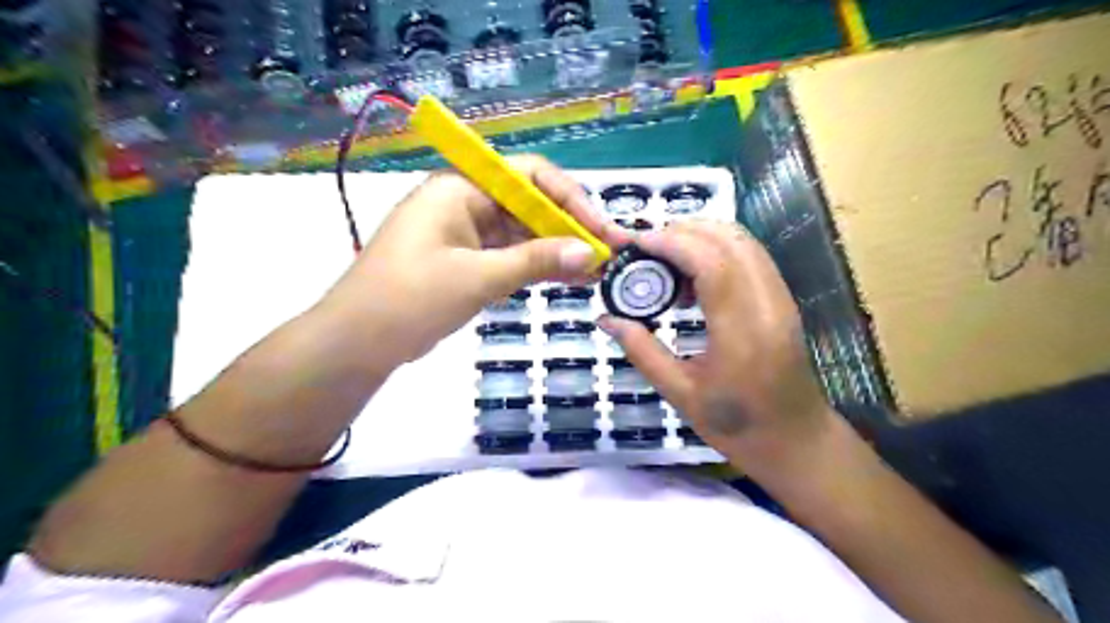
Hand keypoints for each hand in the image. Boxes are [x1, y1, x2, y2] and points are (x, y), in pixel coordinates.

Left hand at [313, 156, 621, 366]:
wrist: (358, 342)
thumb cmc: (410, 298)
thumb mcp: (477, 277)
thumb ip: (535, 261)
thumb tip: (590, 253)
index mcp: (461, 188)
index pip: (528, 176)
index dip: (569, 199)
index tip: (599, 230)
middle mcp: (466, 203)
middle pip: (530, 205)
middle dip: (570, 228)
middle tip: (609, 253)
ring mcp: (466, 234)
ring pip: (523, 234)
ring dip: (558, 250)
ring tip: (598, 269)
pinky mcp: (467, 261)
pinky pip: (511, 256)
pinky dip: (538, 267)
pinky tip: (570, 278)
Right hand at [604, 222, 837, 478]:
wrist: (795, 441)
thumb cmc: (736, 425)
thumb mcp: (680, 393)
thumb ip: (642, 350)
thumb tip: (606, 319)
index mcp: (742, 332)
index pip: (711, 263)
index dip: (672, 243)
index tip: (637, 244)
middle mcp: (768, 304)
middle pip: (729, 240)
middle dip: (683, 231)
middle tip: (645, 249)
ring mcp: (781, 298)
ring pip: (743, 241)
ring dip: (701, 237)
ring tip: (664, 260)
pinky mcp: (782, 299)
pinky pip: (750, 256)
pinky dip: (717, 250)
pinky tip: (692, 276)